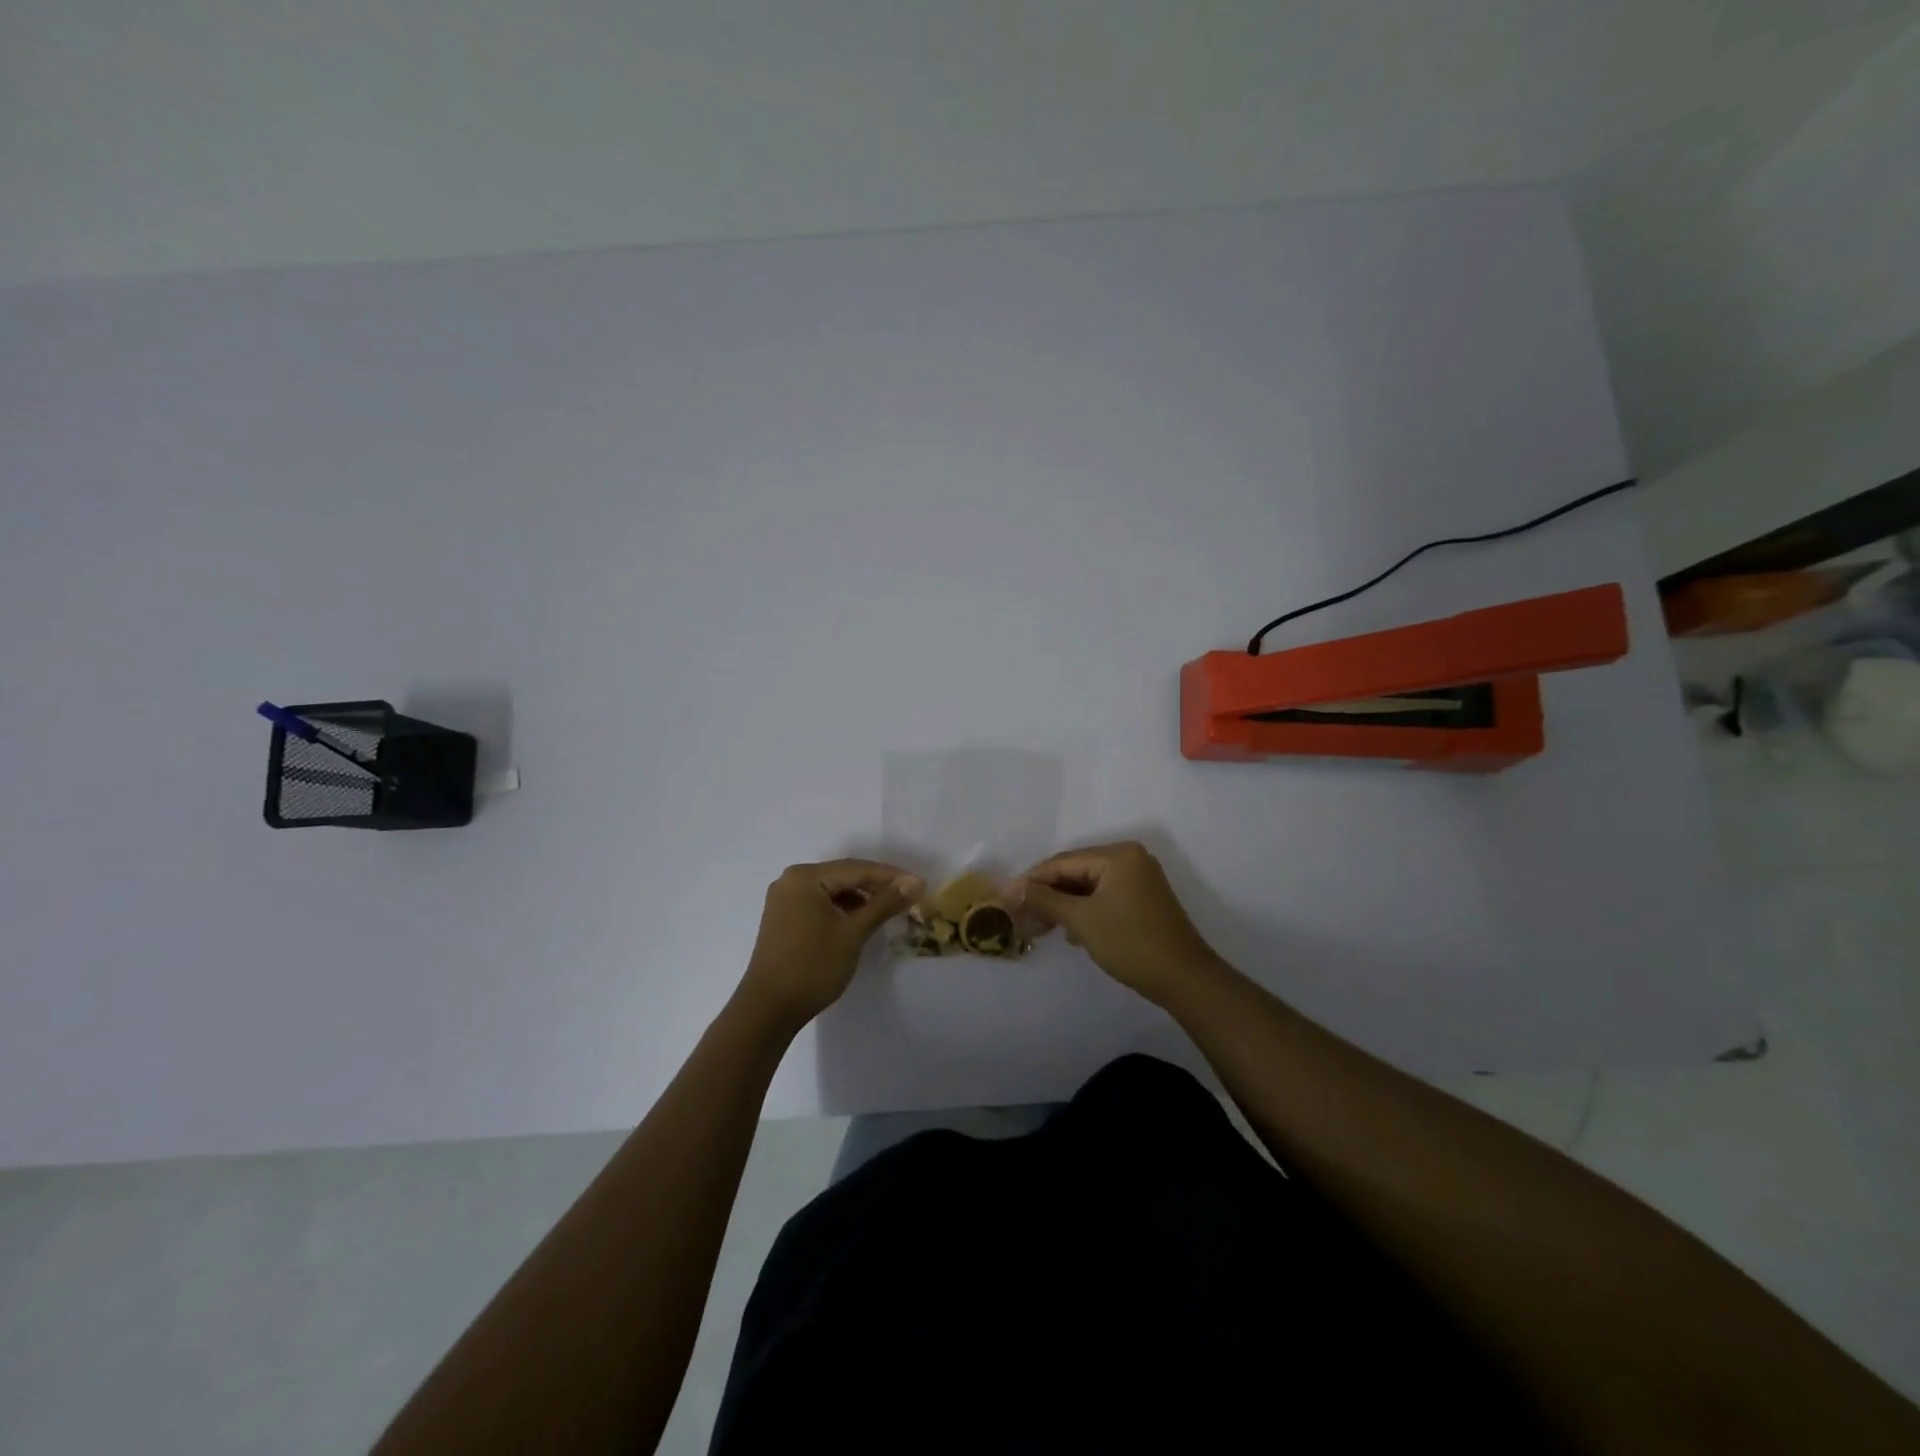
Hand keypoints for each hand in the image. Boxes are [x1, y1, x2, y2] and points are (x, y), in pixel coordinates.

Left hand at [739, 860, 922, 1029]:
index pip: (857, 869)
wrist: (768, 1009)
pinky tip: (860, 920)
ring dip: (860, 898)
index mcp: (805, 877)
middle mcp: (791, 880)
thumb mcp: (853, 932)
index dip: (891, 876)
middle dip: (876, 885)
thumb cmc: (813, 966)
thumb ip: (884, 904)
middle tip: (908, 895)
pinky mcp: (784, 918)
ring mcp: (784, 900)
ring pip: (832, 890)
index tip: (920, 885)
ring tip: (888, 909)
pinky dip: (842, 909)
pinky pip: (820, 903)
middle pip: (843, 876)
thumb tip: (915, 883)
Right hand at [1011, 841, 1221, 1005]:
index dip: (1031, 881)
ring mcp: (1139, 879)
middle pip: (1075, 872)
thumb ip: (1047, 900)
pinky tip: (1070, 933)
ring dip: (1063, 906)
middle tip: (1020, 917)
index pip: (1063, 862)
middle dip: (1047, 895)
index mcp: (1118, 855)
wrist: (1183, 978)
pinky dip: (1084, 911)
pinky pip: (1103, 897)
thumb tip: (1016, 889)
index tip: (1005, 898)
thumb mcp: (1082, 920)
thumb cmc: (1130, 942)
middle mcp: (1129, 859)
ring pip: (1088, 887)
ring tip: (1039, 929)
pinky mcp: (1142, 900)